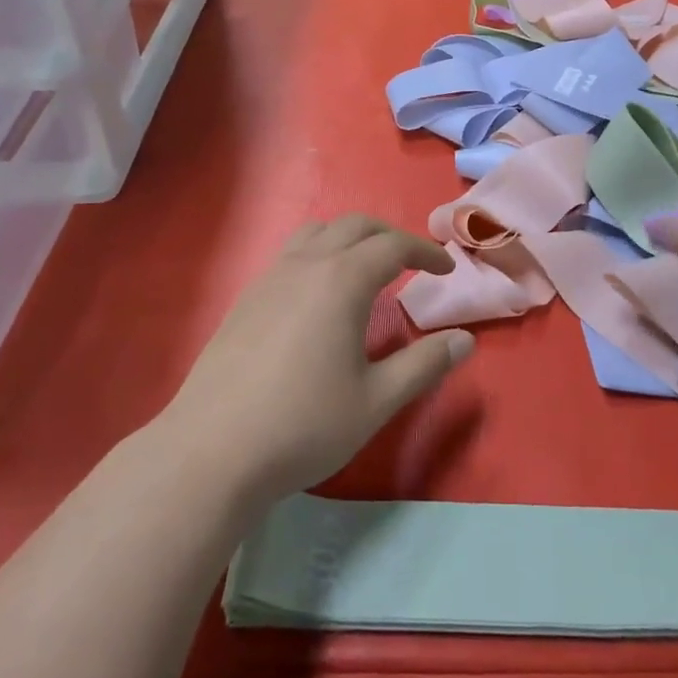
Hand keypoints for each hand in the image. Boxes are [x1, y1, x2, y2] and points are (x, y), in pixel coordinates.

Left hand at [162, 215, 472, 508]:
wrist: (212, 451)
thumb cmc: (304, 424)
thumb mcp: (376, 400)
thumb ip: (424, 365)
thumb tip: (465, 340)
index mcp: (342, 280)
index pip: (393, 246)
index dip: (426, 252)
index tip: (447, 269)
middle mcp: (307, 264)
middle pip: (356, 226)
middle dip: (391, 236)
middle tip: (413, 263)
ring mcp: (271, 276)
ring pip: (319, 231)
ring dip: (351, 237)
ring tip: (367, 267)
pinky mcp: (247, 296)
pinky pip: (292, 252)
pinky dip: (320, 252)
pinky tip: (320, 293)